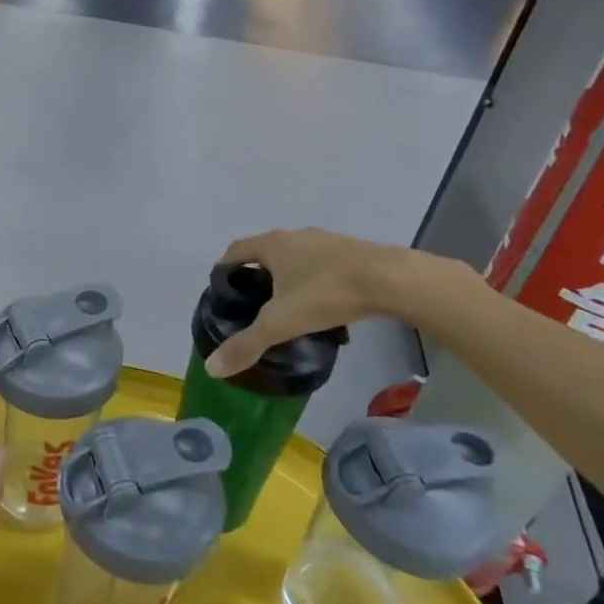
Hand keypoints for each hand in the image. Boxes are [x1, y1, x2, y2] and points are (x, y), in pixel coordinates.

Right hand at [205, 228, 424, 377]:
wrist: (391, 279)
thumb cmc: (326, 292)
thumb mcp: (281, 323)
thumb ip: (247, 344)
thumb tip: (213, 368)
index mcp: (272, 245)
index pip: (235, 250)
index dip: (224, 269)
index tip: (222, 291)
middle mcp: (295, 236)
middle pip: (265, 252)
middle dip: (255, 274)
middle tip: (252, 303)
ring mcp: (325, 241)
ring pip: (296, 257)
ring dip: (286, 276)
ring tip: (287, 306)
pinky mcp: (351, 252)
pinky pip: (322, 264)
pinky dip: (314, 280)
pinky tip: (322, 304)